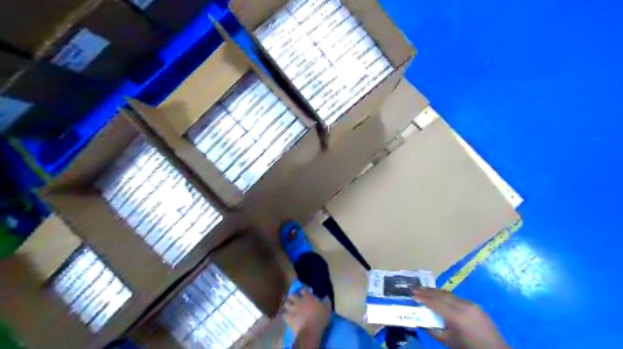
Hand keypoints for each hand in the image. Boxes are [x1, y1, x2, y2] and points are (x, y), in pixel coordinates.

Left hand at [284, 287, 330, 335]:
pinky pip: (284, 315)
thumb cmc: (320, 318)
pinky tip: (286, 317)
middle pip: (292, 295)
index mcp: (308, 297)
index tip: (304, 294)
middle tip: (295, 300)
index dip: (303, 292)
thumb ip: (326, 301)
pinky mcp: (289, 318)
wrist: (311, 330)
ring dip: (288, 305)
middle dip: (292, 297)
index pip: (303, 290)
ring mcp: (293, 309)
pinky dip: (285, 315)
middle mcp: (299, 301)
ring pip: (286, 304)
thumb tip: (326, 297)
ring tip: (289, 308)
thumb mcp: (327, 308)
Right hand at [413, 287, 508, 348]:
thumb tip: (421, 321)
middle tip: (415, 289)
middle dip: (427, 291)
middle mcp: (464, 307)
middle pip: (441, 295)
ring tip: (424, 290)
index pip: (436, 303)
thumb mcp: (449, 343)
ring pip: (449, 294)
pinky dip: (445, 295)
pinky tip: (439, 296)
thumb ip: (433, 331)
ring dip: (435, 291)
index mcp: (457, 317)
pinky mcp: (475, 305)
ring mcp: (471, 304)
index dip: (423, 298)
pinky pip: (456, 297)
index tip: (412, 295)